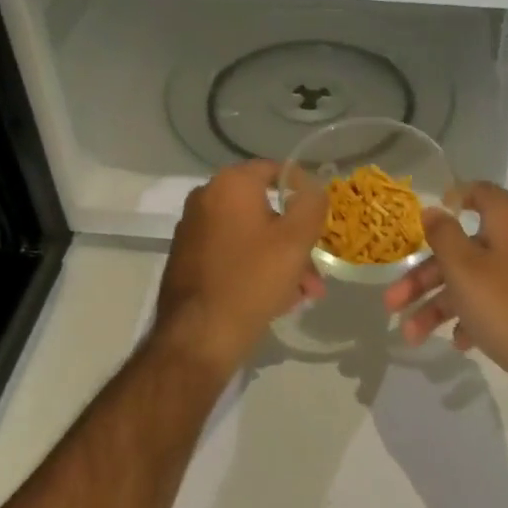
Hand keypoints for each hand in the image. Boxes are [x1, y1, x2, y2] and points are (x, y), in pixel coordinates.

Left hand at [154, 160, 327, 379]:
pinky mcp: (187, 259)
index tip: (320, 218)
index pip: (275, 170)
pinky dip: (255, 267)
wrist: (198, 337)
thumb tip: (313, 186)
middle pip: (264, 208)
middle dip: (295, 238)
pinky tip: (276, 298)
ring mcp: (193, 230)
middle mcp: (206, 199)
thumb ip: (311, 204)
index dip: (303, 190)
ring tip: (303, 292)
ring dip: (280, 258)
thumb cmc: (252, 280)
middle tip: (315, 268)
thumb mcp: (296, 240)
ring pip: (250, 235)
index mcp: (230, 185)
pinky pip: (232, 253)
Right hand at [384, 181, 507, 405]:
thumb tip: (433, 209)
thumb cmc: (507, 306)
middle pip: (463, 249)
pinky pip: (493, 304)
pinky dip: (470, 318)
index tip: (425, 217)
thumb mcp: (464, 268)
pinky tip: (457, 342)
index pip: (479, 193)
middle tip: (392, 302)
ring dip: (439, 305)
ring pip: (473, 281)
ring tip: (411, 335)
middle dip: (424, 276)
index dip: (452, 199)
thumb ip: (443, 235)